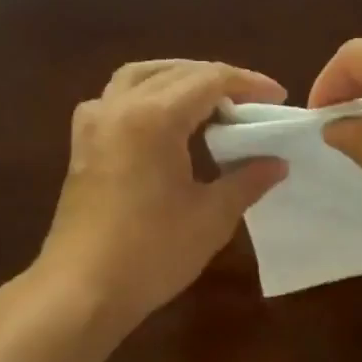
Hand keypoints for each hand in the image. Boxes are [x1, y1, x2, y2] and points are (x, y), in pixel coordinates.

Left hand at [36, 59, 287, 334]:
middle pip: (173, 72)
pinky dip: (147, 97)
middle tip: (250, 102)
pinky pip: (117, 100)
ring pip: (139, 78)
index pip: (209, 80)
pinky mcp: (83, 146)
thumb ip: (247, 181)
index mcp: (153, 117)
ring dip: (177, 79)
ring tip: (209, 102)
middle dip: (216, 79)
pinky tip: (165, 123)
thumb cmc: (152, 253)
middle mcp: (118, 106)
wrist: (84, 289)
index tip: (278, 98)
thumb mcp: (211, 217)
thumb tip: (277, 163)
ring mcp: (94, 124)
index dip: (248, 84)